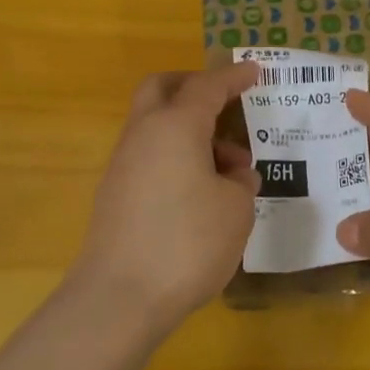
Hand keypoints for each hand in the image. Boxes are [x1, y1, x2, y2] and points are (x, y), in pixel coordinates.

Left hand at [70, 63, 262, 332]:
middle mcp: (143, 135)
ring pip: (154, 124)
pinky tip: (201, 191)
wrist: (119, 298)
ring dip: (188, 130)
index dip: (234, 77)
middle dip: (193, 86)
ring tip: (229, 168)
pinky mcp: (115, 194)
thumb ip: (240, 182)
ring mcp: (123, 164)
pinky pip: (149, 156)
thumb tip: (233, 175)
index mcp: (175, 126)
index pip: (207, 86)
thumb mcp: (235, 210)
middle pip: (161, 88)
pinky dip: (175, 156)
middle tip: (224, 102)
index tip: (255, 71)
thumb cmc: (187, 243)